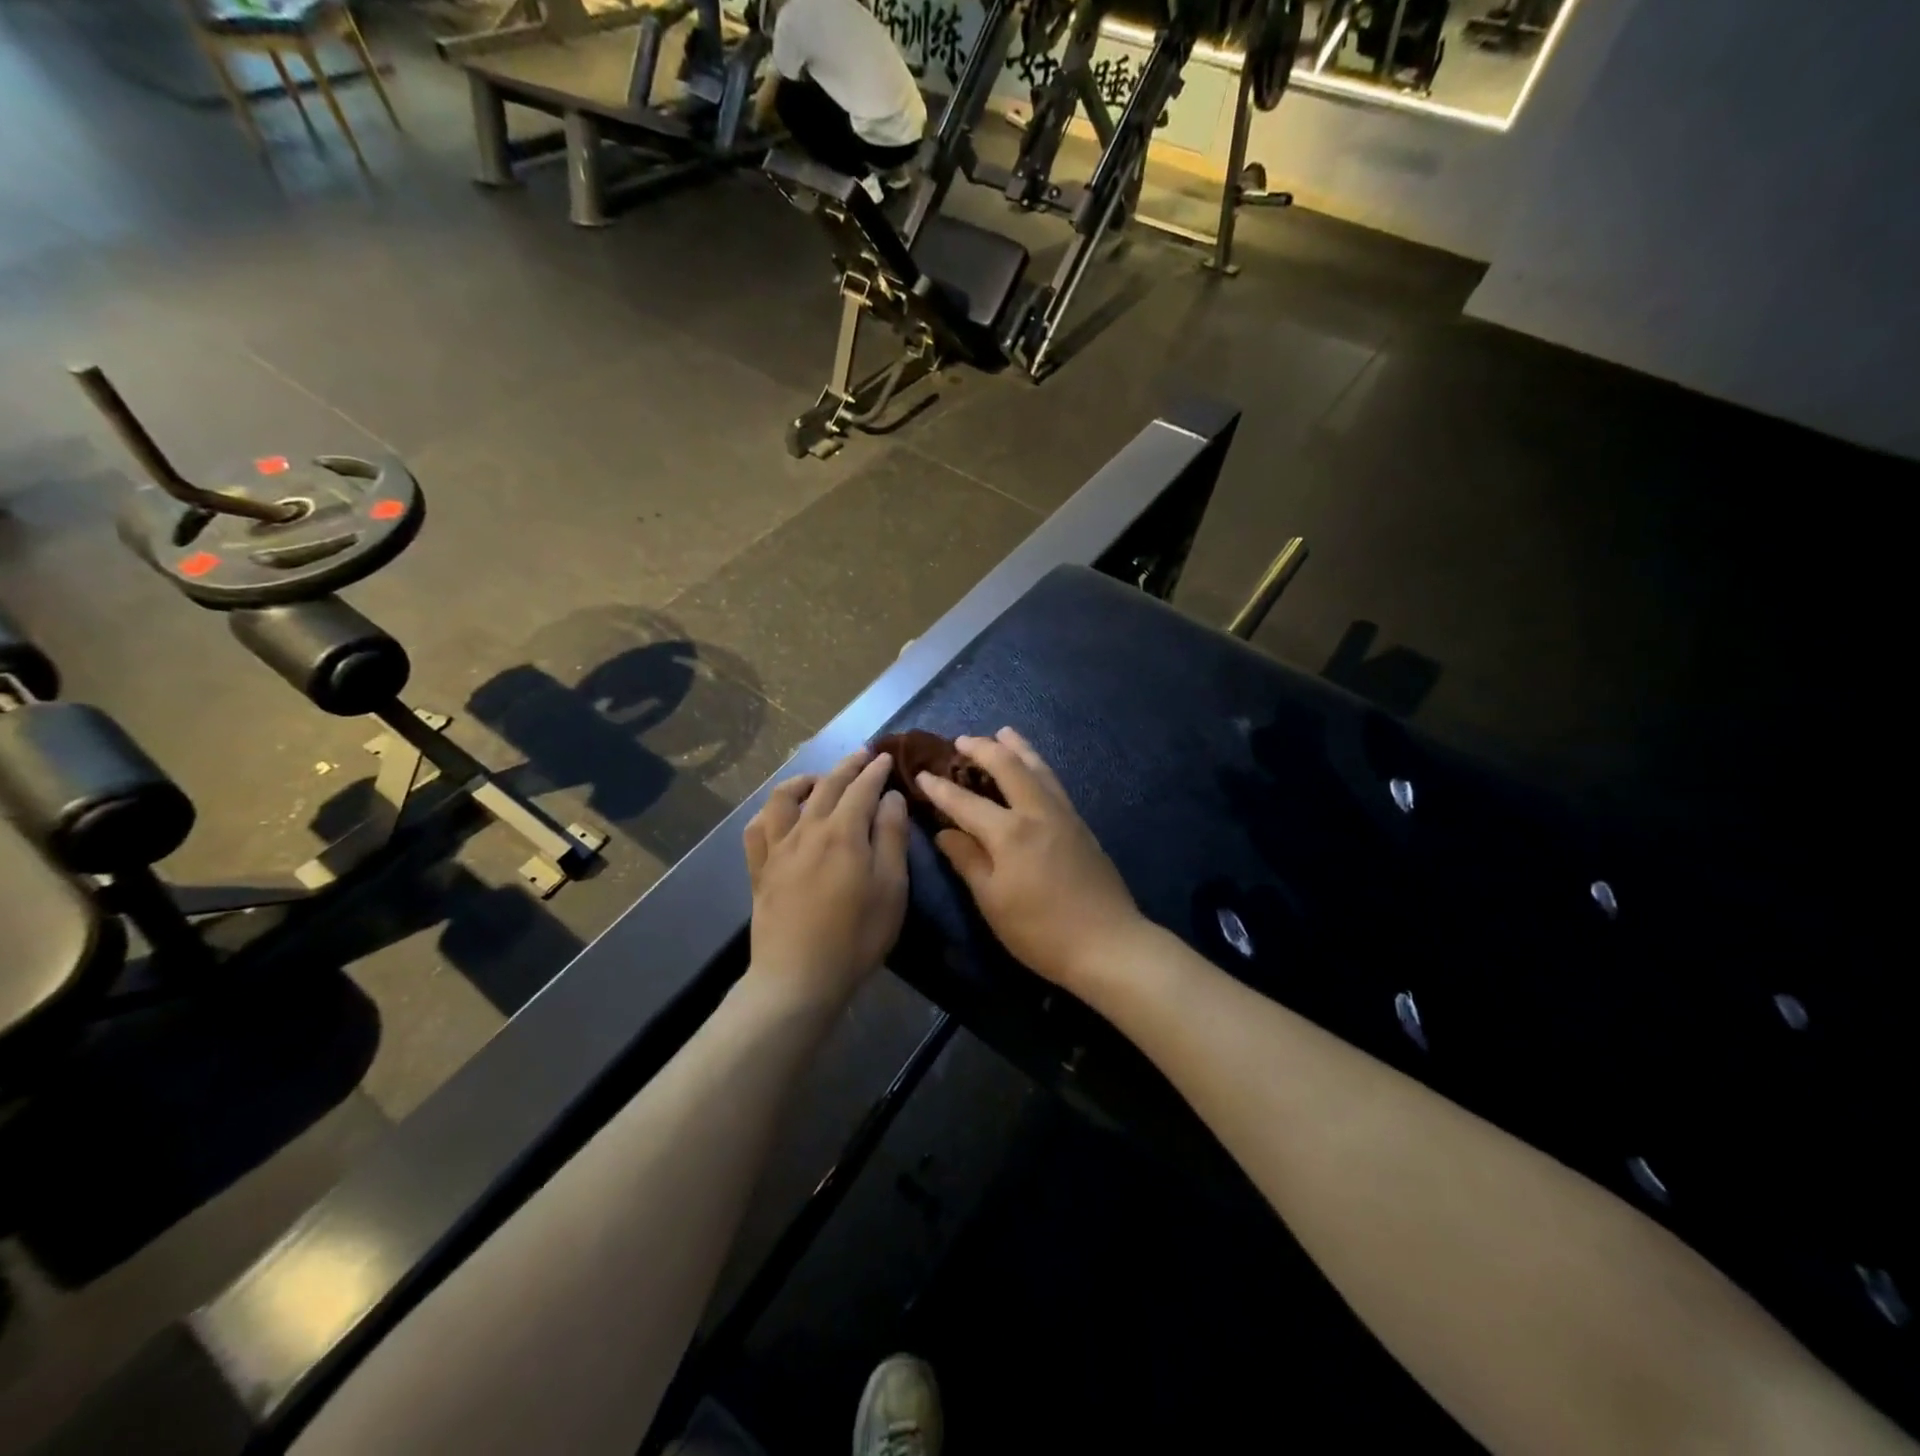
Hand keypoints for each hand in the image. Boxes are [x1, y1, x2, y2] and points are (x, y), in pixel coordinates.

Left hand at [744, 748, 909, 1006]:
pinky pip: (757, 829)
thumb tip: (891, 797)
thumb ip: (892, 837)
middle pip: (827, 786)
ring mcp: (778, 848)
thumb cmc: (856, 936)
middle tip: (862, 755)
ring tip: (819, 779)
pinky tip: (778, 814)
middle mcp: (807, 830)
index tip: (885, 757)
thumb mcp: (891, 888)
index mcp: (843, 832)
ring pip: (784, 798)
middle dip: (847, 766)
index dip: (875, 770)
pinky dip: (769, 812)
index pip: (862, 788)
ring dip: (804, 780)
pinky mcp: (759, 870)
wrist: (799, 978)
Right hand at [916, 728, 1143, 991]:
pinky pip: (1053, 782)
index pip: (965, 802)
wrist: (1107, 943)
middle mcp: (1037, 812)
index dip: (940, 788)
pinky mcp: (1081, 824)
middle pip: (1008, 767)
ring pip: (1038, 768)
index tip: (921, 775)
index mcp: (1009, 833)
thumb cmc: (1040, 931)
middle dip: (982, 749)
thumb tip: (944, 832)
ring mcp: (1064, 815)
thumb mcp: (992, 902)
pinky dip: (1037, 766)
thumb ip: (967, 860)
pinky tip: (1034, 768)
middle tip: (962, 740)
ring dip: (1017, 748)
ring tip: (1003, 733)